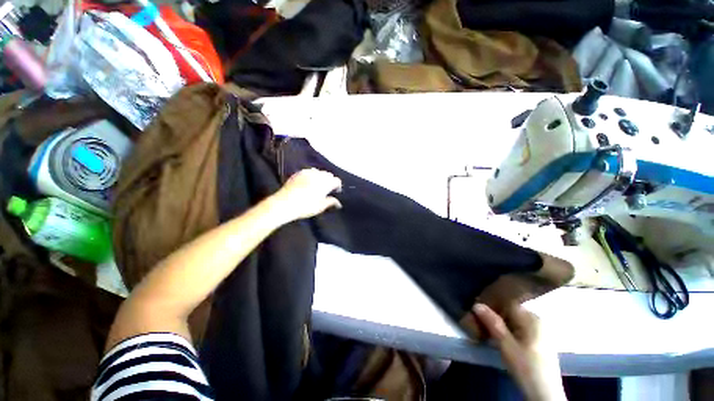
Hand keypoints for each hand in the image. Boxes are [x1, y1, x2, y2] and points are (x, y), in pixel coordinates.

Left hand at [272, 169, 341, 221]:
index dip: (338, 186)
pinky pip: (309, 171)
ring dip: (321, 177)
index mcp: (326, 183)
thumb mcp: (321, 207)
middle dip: (330, 181)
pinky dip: (312, 175)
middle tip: (327, 189)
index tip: (335, 192)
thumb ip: (331, 202)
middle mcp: (318, 175)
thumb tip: (338, 202)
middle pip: (328, 175)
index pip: (336, 180)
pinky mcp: (298, 173)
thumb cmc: (306, 206)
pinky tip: (308, 182)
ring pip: (319, 172)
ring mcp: (307, 172)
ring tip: (318, 185)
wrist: (285, 203)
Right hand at [473, 303, 565, 400]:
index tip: (477, 311)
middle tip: (480, 322)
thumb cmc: (526, 367)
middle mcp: (538, 320)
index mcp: (532, 318)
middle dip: (495, 316)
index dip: (491, 305)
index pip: (507, 303)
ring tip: (488, 331)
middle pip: (511, 311)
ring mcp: (541, 331)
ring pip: (515, 321)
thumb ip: (492, 323)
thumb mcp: (506, 345)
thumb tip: (477, 304)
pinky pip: (521, 329)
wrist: (545, 394)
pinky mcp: (541, 342)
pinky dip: (510, 331)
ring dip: (502, 324)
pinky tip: (502, 339)